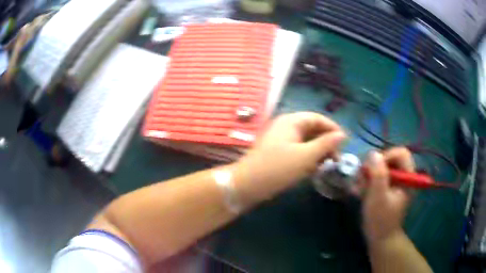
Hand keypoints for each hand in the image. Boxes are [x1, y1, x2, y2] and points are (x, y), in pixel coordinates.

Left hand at [237, 112, 346, 194]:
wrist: (247, 185)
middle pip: (312, 129)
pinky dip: (308, 157)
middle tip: (336, 158)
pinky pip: (298, 150)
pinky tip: (314, 169)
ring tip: (327, 165)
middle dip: (326, 142)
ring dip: (318, 151)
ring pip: (306, 141)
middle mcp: (286, 126)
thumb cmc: (278, 168)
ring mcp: (281, 139)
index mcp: (291, 121)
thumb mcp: (305, 156)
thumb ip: (325, 144)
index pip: (318, 118)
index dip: (333, 129)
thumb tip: (342, 135)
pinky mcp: (278, 152)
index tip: (345, 143)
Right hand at [362, 148, 414, 242]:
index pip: (401, 153)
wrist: (380, 238)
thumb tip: (373, 153)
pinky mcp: (386, 188)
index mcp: (408, 177)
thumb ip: (378, 174)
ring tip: (359, 188)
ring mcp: (394, 182)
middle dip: (374, 167)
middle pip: (390, 159)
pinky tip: (360, 191)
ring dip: (368, 175)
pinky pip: (377, 177)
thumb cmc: (381, 219)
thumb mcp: (379, 197)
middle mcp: (403, 176)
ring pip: (381, 167)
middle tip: (362, 179)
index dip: (387, 156)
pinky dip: (368, 182)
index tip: (373, 168)